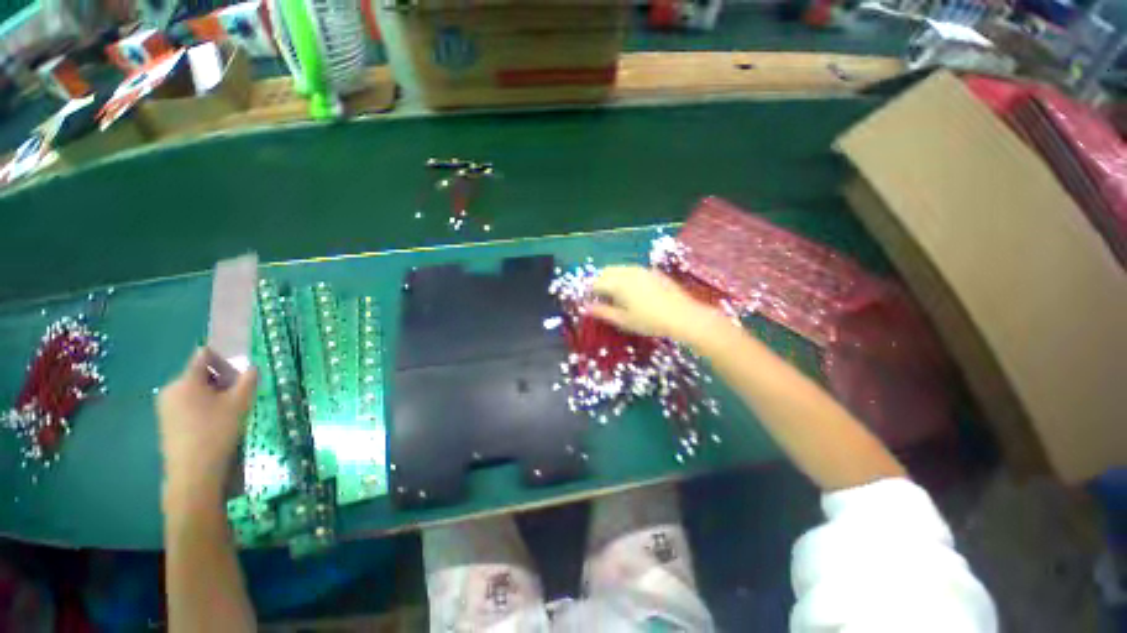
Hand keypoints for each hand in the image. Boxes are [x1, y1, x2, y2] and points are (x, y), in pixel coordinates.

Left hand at [156, 349, 257, 504]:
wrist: (193, 472)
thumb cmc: (217, 431)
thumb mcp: (240, 403)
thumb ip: (248, 380)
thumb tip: (252, 367)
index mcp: (186, 380)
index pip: (203, 355)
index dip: (223, 357)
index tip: (239, 370)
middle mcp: (170, 388)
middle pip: (198, 373)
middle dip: (220, 379)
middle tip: (239, 394)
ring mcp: (165, 406)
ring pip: (194, 390)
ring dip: (212, 394)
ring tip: (229, 410)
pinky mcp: (166, 421)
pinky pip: (187, 403)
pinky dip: (202, 406)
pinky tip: (214, 422)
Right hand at [590, 265, 722, 343]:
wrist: (682, 315)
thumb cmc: (649, 321)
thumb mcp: (623, 320)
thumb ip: (603, 312)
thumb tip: (586, 308)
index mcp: (617, 283)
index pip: (595, 284)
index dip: (590, 294)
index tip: (592, 304)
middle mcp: (627, 271)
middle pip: (605, 272)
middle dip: (600, 283)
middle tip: (602, 300)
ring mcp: (641, 269)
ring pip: (619, 269)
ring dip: (612, 279)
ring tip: (616, 296)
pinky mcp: (652, 271)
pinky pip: (632, 270)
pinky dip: (626, 277)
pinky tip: (633, 292)